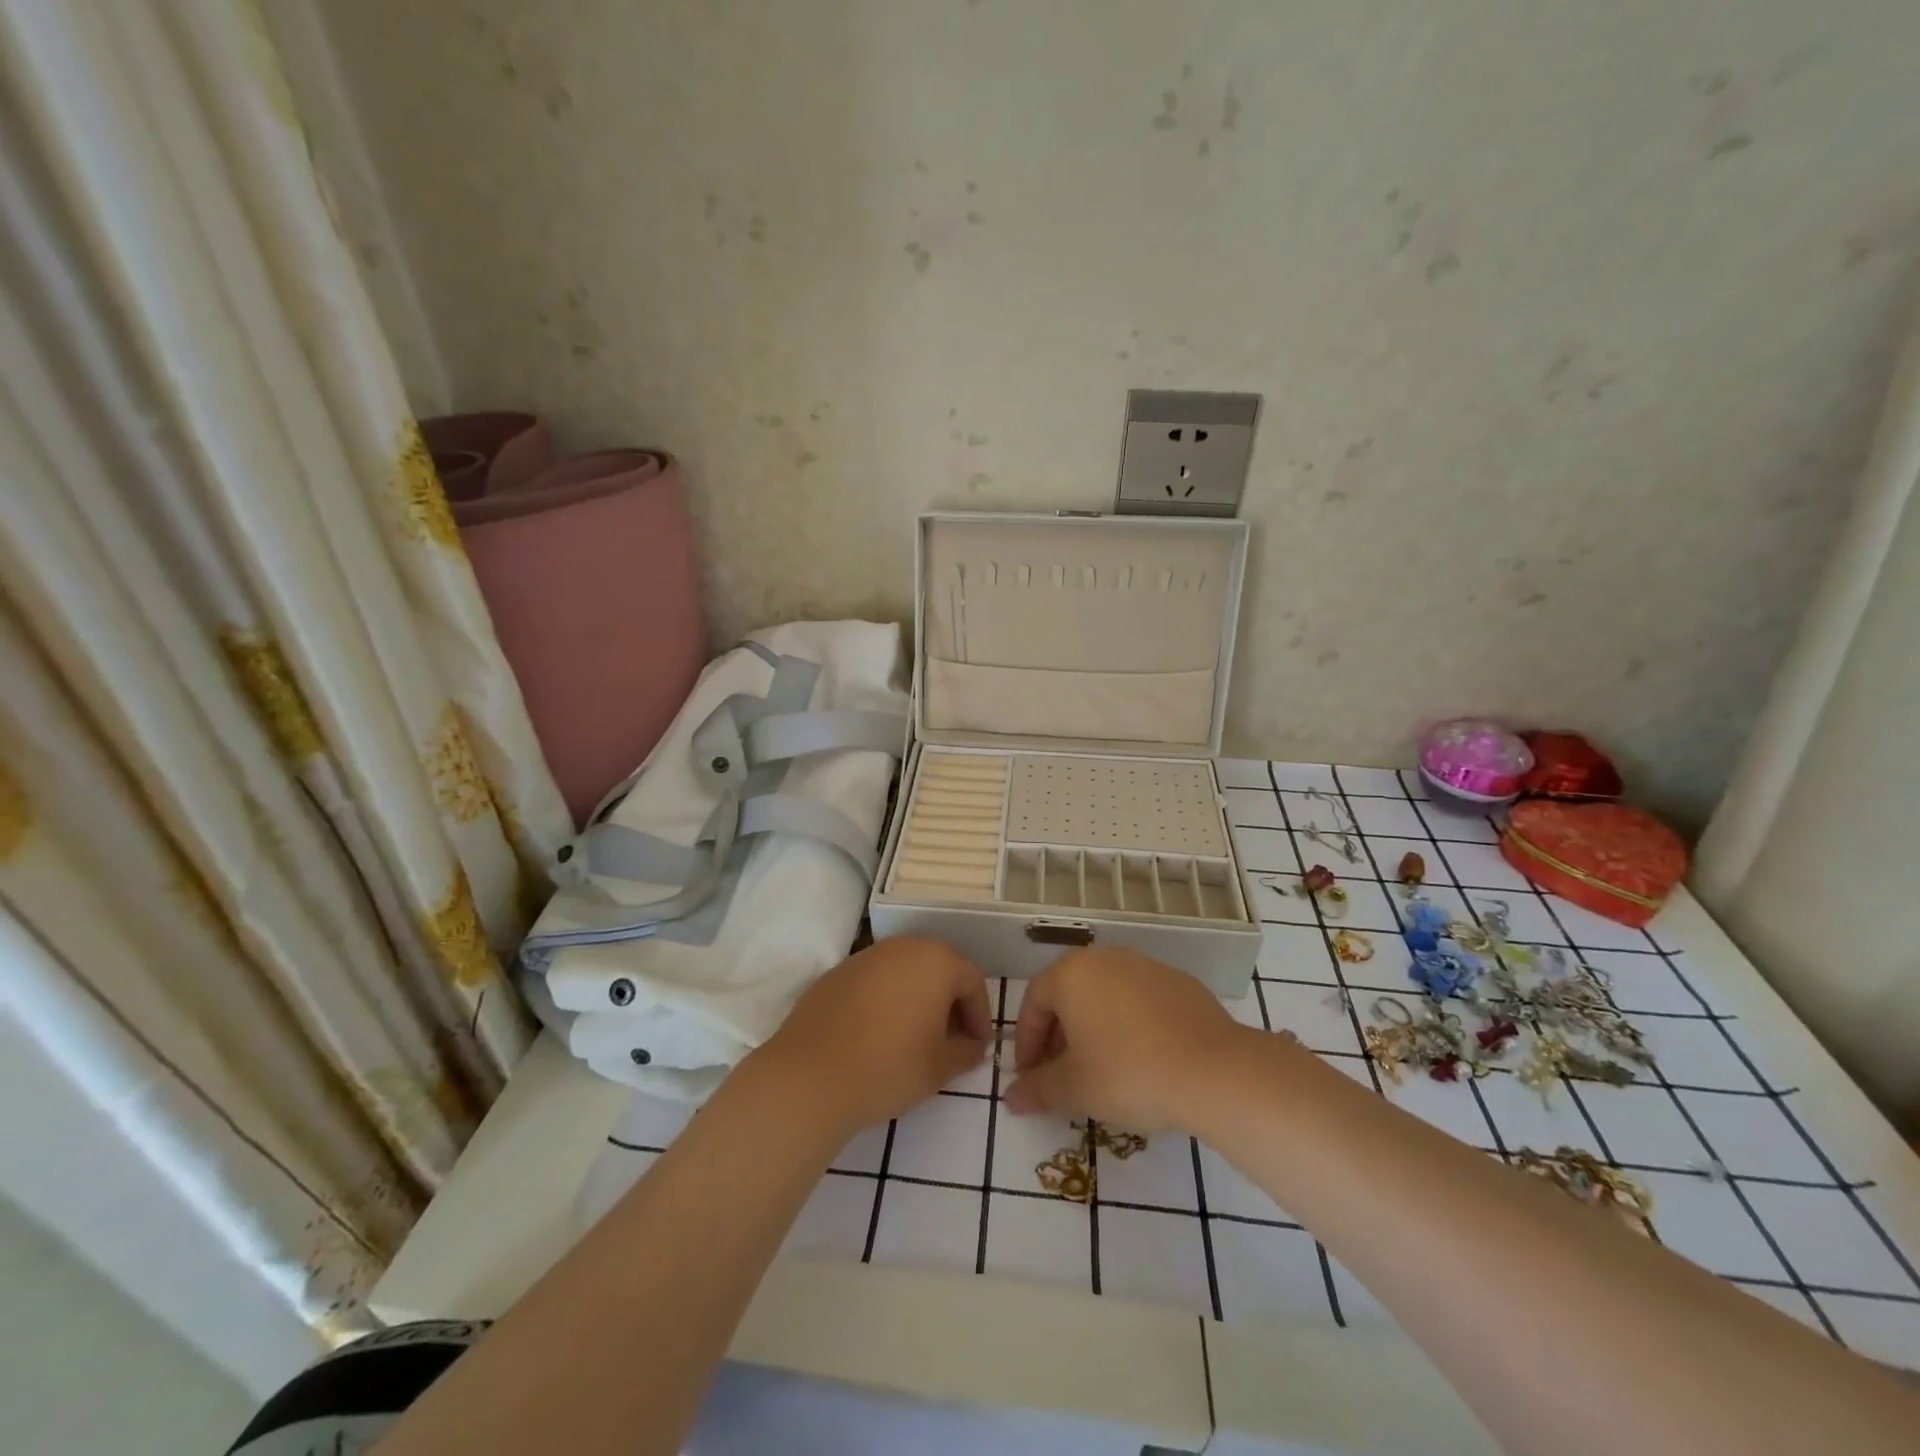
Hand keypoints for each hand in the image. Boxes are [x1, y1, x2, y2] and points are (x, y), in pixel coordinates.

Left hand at [756, 936, 991, 1135]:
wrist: (810, 1076)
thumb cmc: (889, 1066)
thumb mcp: (940, 1066)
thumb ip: (967, 1051)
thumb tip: (973, 1045)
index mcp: (936, 961)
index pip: (972, 981)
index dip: (980, 1015)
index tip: (978, 1046)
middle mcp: (903, 947)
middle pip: (938, 968)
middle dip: (949, 1002)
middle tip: (950, 1039)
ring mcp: (865, 956)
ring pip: (904, 972)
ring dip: (917, 998)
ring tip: (914, 1037)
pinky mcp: (836, 973)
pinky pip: (874, 981)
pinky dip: (885, 1000)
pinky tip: (878, 1034)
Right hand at [1004, 946, 1249, 1132]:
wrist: (1214, 1070)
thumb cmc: (1128, 1074)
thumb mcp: (1074, 1089)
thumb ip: (1037, 1089)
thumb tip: (1011, 1097)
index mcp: (1071, 974)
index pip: (1033, 1003)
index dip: (1026, 1043)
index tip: (1030, 1078)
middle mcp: (1104, 958)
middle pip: (1068, 994)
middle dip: (1058, 1035)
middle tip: (1061, 1075)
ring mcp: (1145, 966)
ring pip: (1104, 995)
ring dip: (1093, 1028)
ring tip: (1101, 1069)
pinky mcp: (1179, 982)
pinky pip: (1138, 1001)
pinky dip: (1129, 1025)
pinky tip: (1141, 1059)